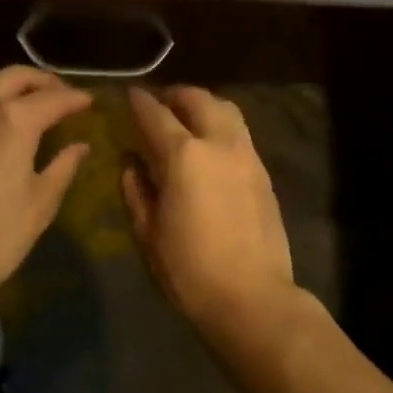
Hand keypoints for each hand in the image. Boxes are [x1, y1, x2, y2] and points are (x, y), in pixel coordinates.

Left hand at [0, 66, 92, 307]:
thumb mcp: (40, 203)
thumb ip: (63, 166)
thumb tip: (79, 146)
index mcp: (13, 120)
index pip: (54, 98)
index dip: (75, 99)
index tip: (89, 103)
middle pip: (15, 77)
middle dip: (42, 82)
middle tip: (60, 97)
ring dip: (11, 93)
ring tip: (29, 112)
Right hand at [121, 85, 295, 333]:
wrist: (252, 298)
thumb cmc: (190, 270)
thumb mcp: (148, 232)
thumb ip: (136, 189)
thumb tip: (130, 161)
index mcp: (184, 156)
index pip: (156, 114)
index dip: (139, 102)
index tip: (129, 95)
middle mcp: (219, 143)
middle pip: (198, 99)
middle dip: (176, 95)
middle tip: (160, 103)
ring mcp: (247, 155)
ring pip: (226, 110)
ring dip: (203, 106)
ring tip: (187, 119)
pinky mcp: (263, 172)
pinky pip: (240, 133)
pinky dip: (221, 126)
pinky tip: (210, 147)